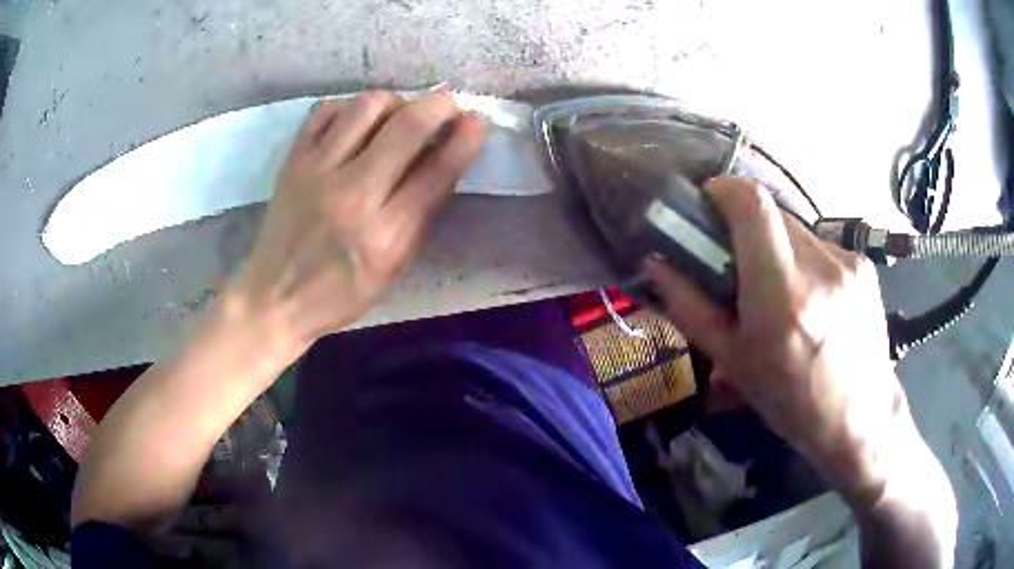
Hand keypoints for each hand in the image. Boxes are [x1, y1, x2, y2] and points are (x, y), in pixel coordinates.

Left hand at [228, 90, 485, 359]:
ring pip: (366, 107)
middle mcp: (352, 194)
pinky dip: (349, 107)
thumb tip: (446, 161)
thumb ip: (421, 215)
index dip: (465, 139)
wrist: (275, 296)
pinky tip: (357, 121)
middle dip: (438, 105)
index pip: (437, 172)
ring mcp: (317, 171)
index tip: (477, 120)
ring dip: (395, 102)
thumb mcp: (393, 269)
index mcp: (385, 235)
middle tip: (448, 102)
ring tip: (398, 114)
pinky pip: (325, 110)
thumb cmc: (340, 292)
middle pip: (406, 127)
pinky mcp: (293, 160)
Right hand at [647, 177, 904, 503]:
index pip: (752, 203)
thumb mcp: (734, 362)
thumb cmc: (792, 401)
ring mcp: (848, 262)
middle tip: (741, 267)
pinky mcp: (865, 265)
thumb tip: (658, 266)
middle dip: (748, 230)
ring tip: (782, 294)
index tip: (708, 206)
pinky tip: (813, 302)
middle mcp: (820, 267)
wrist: (860, 418)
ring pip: (798, 231)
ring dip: (778, 249)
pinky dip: (806, 263)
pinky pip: (822, 248)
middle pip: (772, 214)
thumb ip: (691, 308)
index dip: (723, 190)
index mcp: (782, 295)